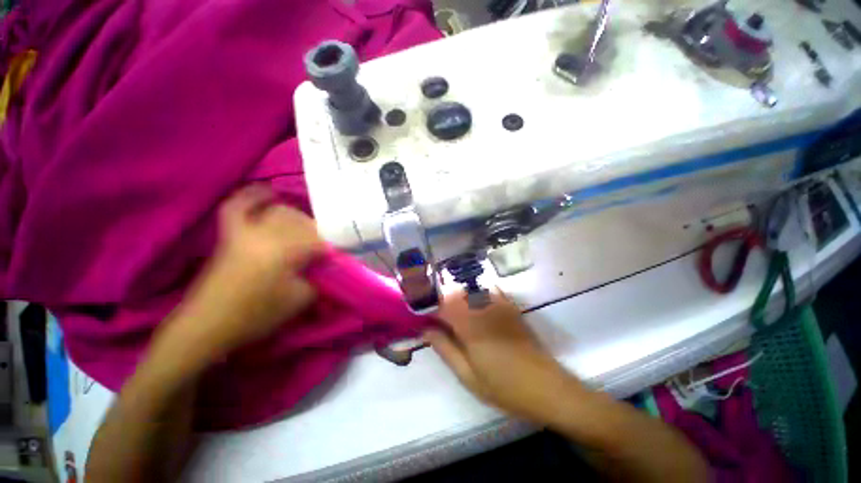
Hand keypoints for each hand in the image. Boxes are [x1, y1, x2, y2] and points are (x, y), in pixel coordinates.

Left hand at [177, 185, 325, 353]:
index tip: (340, 258)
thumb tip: (331, 265)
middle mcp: (266, 234)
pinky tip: (269, 193)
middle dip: (318, 235)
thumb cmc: (257, 315)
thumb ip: (320, 278)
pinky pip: (238, 206)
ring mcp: (246, 230)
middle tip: (324, 249)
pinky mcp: (231, 233)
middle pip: (303, 224)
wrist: (209, 324)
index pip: (319, 241)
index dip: (333, 249)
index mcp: (284, 251)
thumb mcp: (300, 300)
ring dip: (298, 220)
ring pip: (280, 213)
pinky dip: (253, 196)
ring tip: (306, 232)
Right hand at [425, 291, 578, 424]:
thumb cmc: (504, 387)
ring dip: (458, 295)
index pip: (442, 305)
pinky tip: (475, 302)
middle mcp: (482, 309)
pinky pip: (490, 290)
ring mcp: (498, 306)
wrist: (546, 387)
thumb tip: (426, 330)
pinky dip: (478, 292)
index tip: (423, 315)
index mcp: (469, 326)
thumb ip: (445, 349)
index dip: (429, 307)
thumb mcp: (468, 376)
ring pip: (471, 289)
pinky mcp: (510, 307)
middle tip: (437, 315)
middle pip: (455, 292)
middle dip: (442, 300)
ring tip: (453, 311)